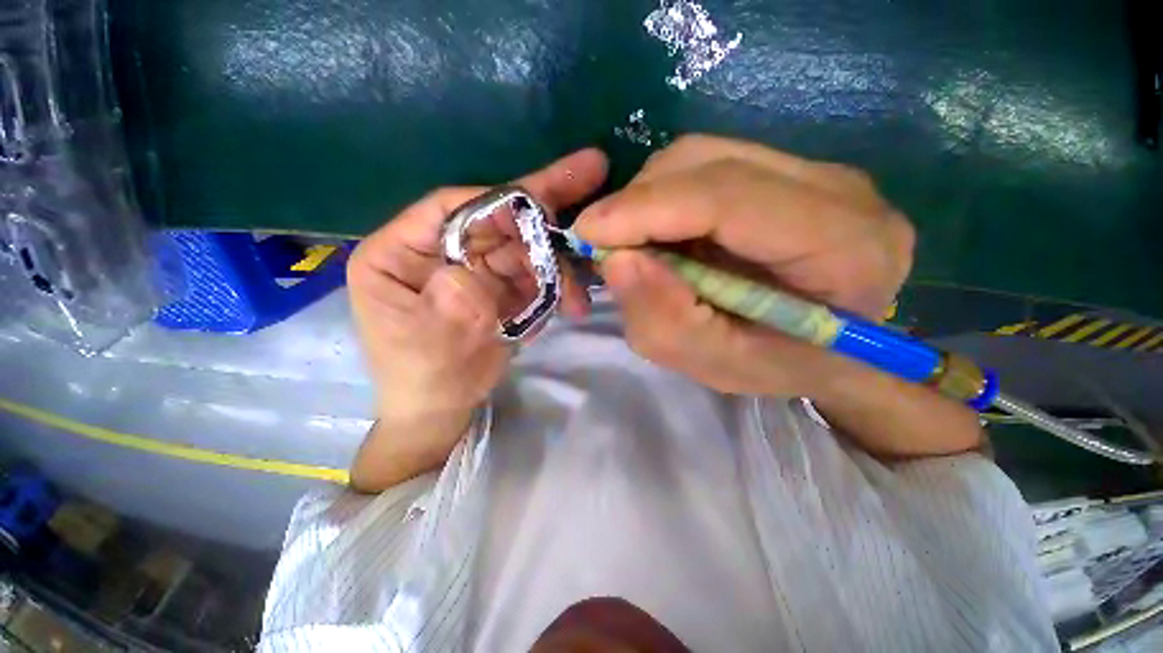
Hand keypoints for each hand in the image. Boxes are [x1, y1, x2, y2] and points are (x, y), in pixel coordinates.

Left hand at [347, 149, 606, 486]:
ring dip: (555, 268)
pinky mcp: (498, 287)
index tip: (544, 203)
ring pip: (522, 250)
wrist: (442, 409)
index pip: (449, 207)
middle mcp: (439, 251)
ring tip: (578, 295)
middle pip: (495, 221)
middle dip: (541, 210)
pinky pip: (531, 276)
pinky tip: (569, 305)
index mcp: (400, 253)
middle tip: (589, 169)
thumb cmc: (421, 376)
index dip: (497, 202)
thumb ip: (451, 299)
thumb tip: (480, 272)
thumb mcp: (427, 341)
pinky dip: (553, 288)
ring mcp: (474, 268)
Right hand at [573, 135, 914, 397]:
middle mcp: (838, 190)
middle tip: (607, 246)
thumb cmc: (780, 366)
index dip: (648, 209)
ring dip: (649, 199)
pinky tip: (664, 234)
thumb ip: (666, 320)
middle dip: (639, 202)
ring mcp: (815, 171)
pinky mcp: (788, 170)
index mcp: (844, 248)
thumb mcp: (716, 364)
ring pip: (702, 156)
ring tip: (636, 244)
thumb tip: (615, 261)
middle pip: (708, 163)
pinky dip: (666, 198)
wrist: (835, 349)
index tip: (588, 232)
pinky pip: (707, 166)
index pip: (728, 198)